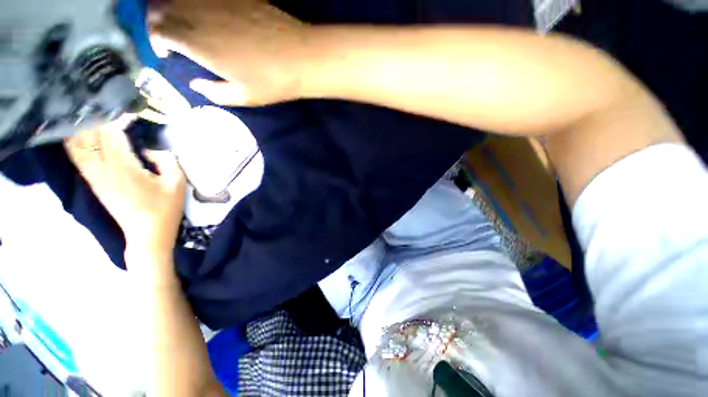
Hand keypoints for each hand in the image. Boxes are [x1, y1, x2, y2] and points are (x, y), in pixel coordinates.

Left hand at [64, 119, 185, 273]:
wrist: (147, 233)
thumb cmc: (166, 208)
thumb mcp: (177, 183)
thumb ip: (165, 160)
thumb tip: (147, 148)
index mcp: (124, 168)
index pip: (111, 133)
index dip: (117, 117)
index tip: (128, 107)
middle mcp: (102, 168)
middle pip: (89, 135)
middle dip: (94, 116)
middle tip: (102, 102)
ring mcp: (94, 176)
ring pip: (76, 144)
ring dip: (79, 126)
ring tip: (86, 110)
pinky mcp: (92, 182)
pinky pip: (77, 156)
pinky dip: (75, 141)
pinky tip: (77, 131)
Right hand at [149, 0, 309, 105]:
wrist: (300, 57)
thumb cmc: (272, 82)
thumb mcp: (243, 97)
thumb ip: (214, 92)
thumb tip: (195, 84)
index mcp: (198, 43)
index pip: (158, 30)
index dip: (155, 39)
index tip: (167, 52)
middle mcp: (200, 15)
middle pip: (160, 7)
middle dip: (156, 21)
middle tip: (168, 35)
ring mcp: (217, 0)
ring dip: (172, 7)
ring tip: (183, 22)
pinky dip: (197, 1)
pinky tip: (205, 11)